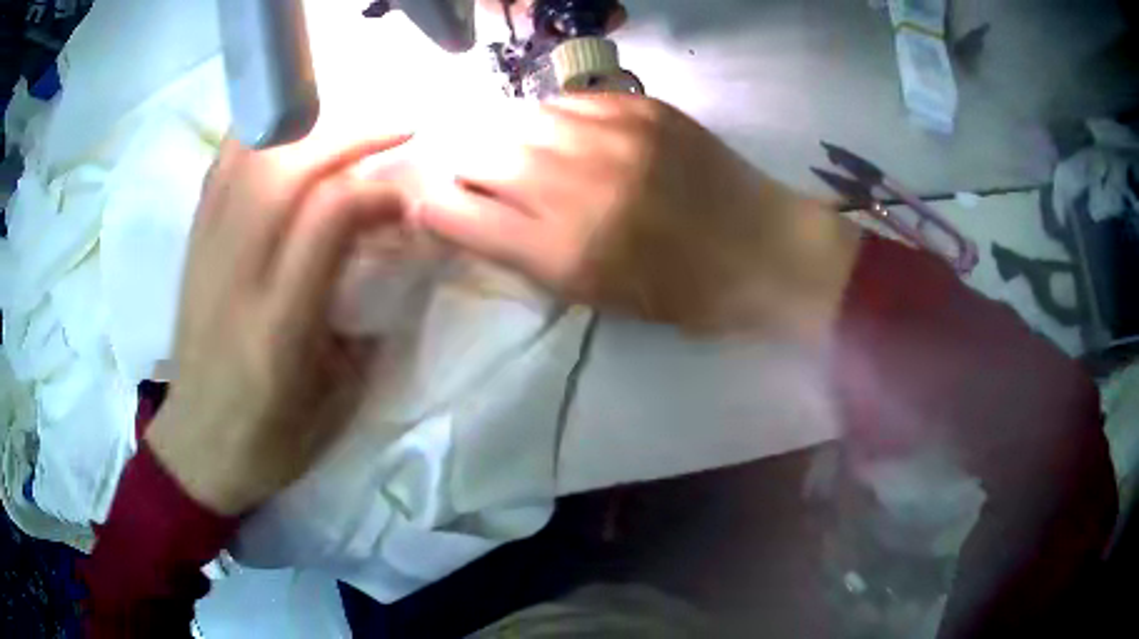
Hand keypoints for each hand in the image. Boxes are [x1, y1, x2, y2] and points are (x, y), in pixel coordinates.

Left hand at [147, 134, 410, 515]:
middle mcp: (234, 276)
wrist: (196, 447)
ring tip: (347, 118)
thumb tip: (391, 256)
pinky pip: (223, 167)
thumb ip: (366, 325)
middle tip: (396, 128)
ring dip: (306, 123)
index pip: (326, 219)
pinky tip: (289, 130)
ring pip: (249, 156)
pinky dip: (260, 134)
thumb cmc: (271, 441)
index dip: (377, 190)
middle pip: (285, 169)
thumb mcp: (337, 403)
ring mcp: (205, 254)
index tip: (409, 193)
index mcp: (277, 327)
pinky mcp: (192, 246)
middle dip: (349, 135)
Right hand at [418, 95, 859, 338]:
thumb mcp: (595, 295)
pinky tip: (561, 134)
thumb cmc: (682, 292)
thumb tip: (471, 213)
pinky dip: (551, 118)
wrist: (763, 250)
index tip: (437, 205)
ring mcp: (611, 135)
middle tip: (471, 172)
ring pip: (517, 118)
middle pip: (478, 152)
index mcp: (564, 250)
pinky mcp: (641, 107)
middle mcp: (577, 184)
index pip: (459, 212)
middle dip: (463, 164)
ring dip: (504, 135)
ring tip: (515, 149)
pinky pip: (566, 101)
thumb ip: (525, 252)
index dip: (436, 206)